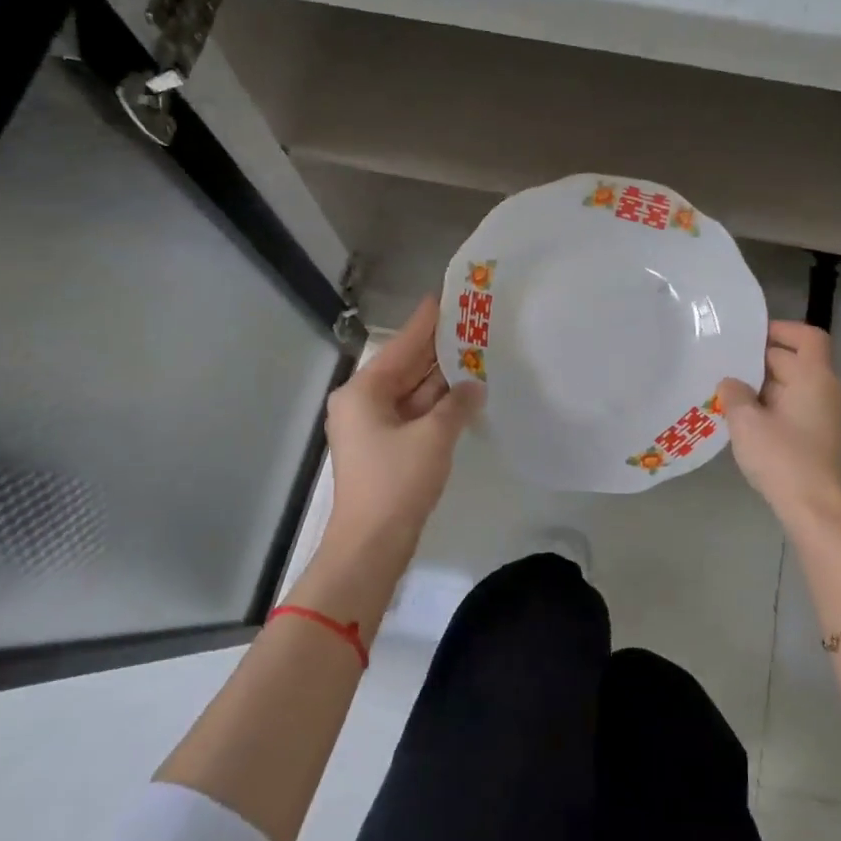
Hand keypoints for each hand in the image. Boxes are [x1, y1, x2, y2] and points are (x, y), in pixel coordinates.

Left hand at [324, 295, 482, 563]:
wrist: (371, 545)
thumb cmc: (397, 483)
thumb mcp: (433, 437)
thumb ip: (457, 404)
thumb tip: (475, 386)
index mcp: (364, 391)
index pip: (402, 345)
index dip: (427, 322)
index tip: (448, 296)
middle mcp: (363, 402)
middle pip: (406, 366)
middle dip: (439, 349)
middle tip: (473, 323)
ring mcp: (373, 426)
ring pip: (412, 391)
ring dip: (442, 378)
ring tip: (477, 351)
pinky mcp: (385, 447)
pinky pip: (414, 413)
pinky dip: (437, 404)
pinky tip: (465, 392)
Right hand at [717, 322, 840, 530]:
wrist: (817, 511)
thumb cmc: (783, 458)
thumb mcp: (747, 422)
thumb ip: (735, 394)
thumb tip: (730, 382)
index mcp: (814, 377)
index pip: (807, 336)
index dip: (781, 329)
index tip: (750, 336)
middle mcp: (826, 390)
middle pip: (795, 361)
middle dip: (760, 361)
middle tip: (724, 365)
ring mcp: (825, 416)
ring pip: (792, 387)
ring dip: (762, 387)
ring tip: (727, 393)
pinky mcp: (819, 439)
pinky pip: (794, 409)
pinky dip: (771, 408)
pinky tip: (743, 422)